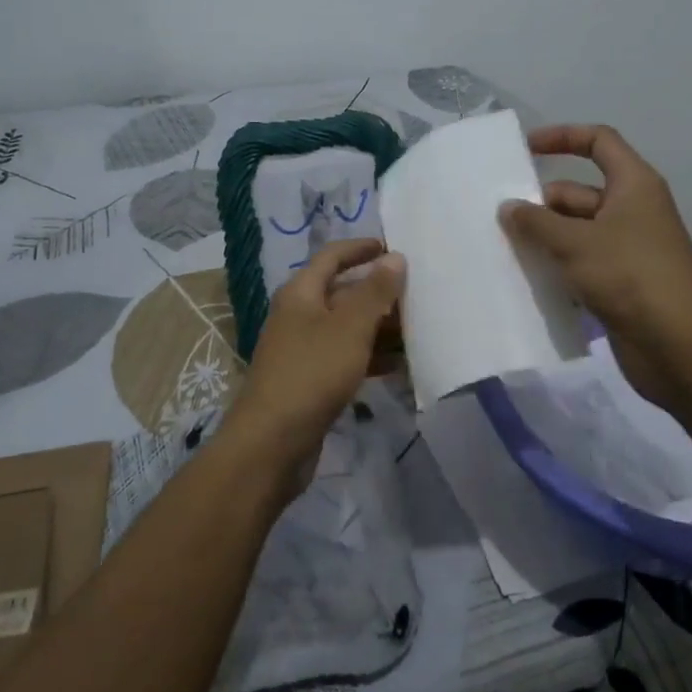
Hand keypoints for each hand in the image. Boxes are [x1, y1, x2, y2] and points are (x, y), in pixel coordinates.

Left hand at [221, 238, 405, 488]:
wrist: (272, 443)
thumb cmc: (311, 373)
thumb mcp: (349, 327)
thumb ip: (374, 291)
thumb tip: (394, 257)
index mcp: (301, 293)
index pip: (332, 256)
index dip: (361, 248)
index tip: (394, 248)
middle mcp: (299, 315)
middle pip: (343, 292)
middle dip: (379, 292)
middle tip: (418, 295)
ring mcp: (304, 350)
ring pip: (348, 328)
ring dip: (380, 328)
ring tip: (419, 331)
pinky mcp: (311, 381)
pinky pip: (347, 358)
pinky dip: (372, 357)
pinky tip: (401, 366)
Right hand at [500, 124, 691, 417]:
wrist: (678, 345)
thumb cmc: (629, 275)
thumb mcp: (575, 242)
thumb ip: (536, 222)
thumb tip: (508, 208)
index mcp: (633, 184)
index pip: (598, 141)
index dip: (562, 137)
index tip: (525, 149)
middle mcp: (633, 210)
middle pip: (578, 192)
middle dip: (541, 203)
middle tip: (500, 220)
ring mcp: (628, 247)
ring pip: (577, 231)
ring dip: (546, 238)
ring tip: (504, 249)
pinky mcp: (622, 281)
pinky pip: (582, 262)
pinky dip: (558, 266)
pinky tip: (527, 279)